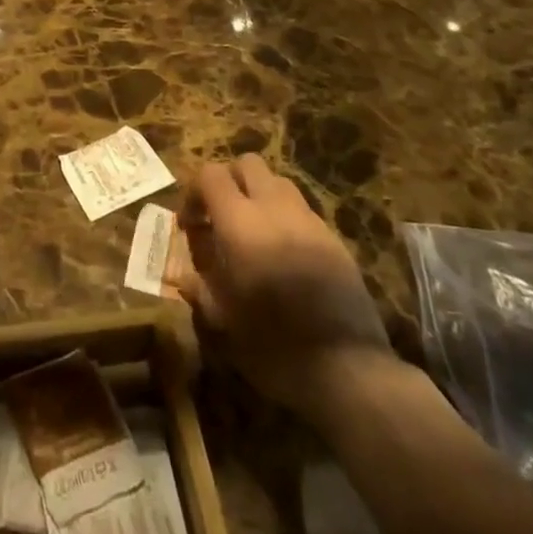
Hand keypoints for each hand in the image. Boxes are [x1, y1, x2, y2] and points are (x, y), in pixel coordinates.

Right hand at [171, 155, 391, 414]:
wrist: (348, 369)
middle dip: (229, 181)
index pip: (210, 175)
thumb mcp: (223, 322)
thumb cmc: (274, 346)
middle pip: (247, 164)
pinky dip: (285, 219)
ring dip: (259, 196)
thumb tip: (184, 276)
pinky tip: (284, 256)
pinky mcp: (334, 239)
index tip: (190, 224)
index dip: (194, 192)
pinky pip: (302, 210)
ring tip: (253, 234)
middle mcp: (274, 208)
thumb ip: (200, 288)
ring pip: (278, 182)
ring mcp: (309, 220)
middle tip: (220, 217)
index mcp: (240, 222)